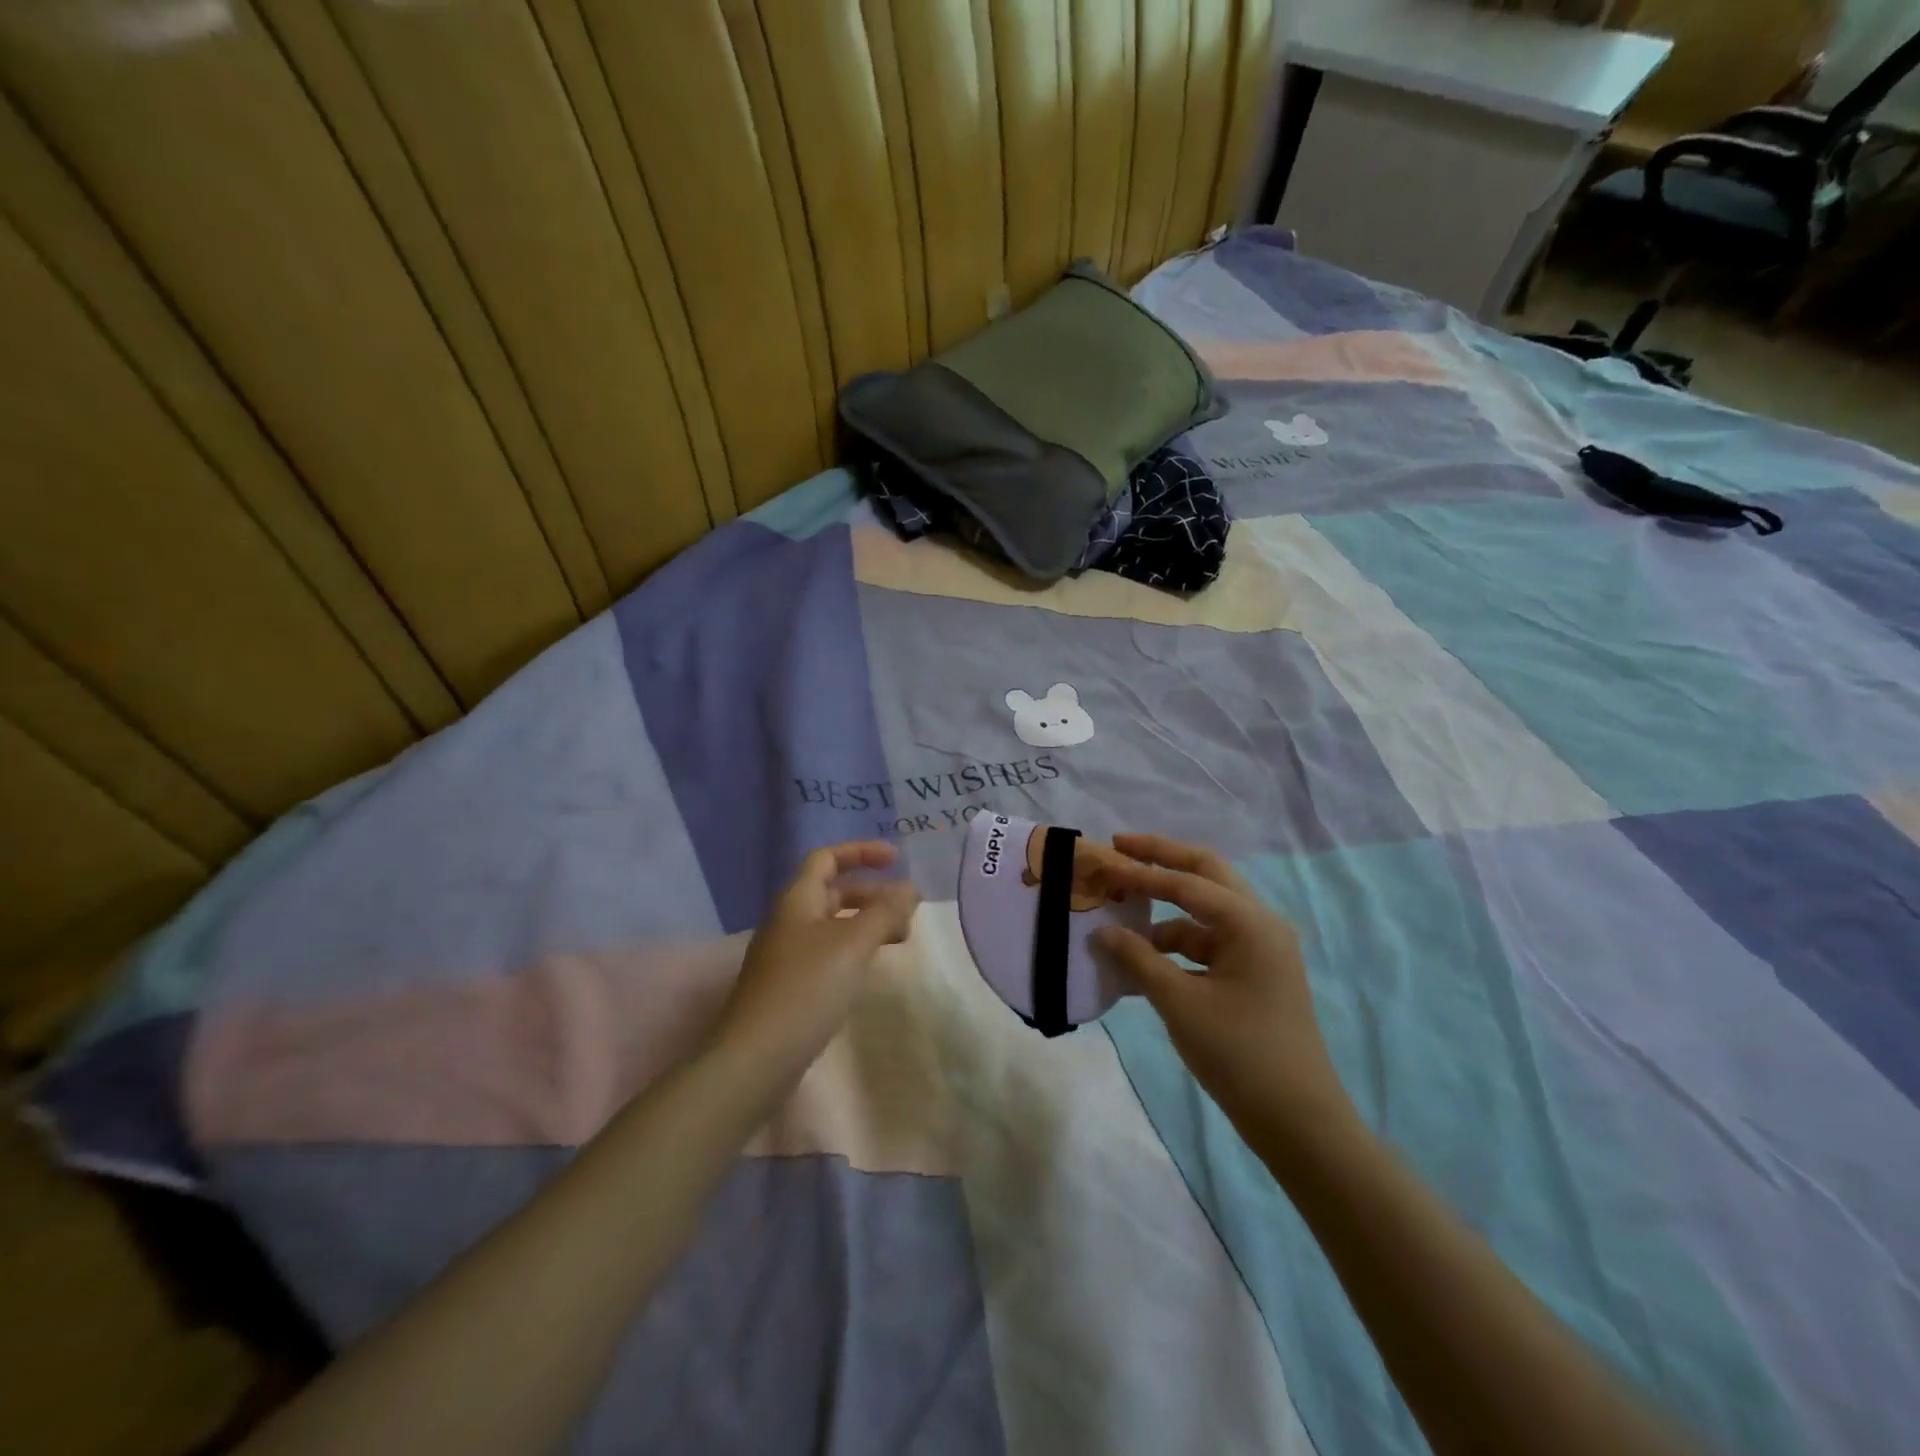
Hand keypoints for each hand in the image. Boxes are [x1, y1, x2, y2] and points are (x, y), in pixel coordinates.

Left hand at [714, 842, 920, 1082]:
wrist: (756, 1058)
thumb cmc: (806, 988)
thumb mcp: (853, 944)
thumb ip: (885, 912)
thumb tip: (910, 889)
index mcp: (797, 900)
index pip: (827, 858)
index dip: (861, 852)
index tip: (897, 859)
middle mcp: (789, 920)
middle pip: (834, 891)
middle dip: (873, 893)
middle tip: (909, 910)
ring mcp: (787, 954)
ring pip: (834, 923)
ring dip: (868, 922)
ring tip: (901, 938)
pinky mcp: (791, 985)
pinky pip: (829, 951)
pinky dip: (855, 948)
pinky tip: (872, 966)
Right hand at [1092, 833, 1357, 1161]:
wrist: (1298, 1121)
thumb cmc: (1240, 1053)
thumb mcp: (1180, 1003)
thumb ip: (1138, 960)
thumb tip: (1102, 932)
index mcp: (1250, 923)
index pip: (1187, 882)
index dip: (1142, 871)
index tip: (1105, 859)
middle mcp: (1259, 925)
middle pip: (1206, 876)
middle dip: (1163, 860)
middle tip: (1121, 849)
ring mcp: (1259, 950)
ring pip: (1205, 913)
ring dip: (1165, 912)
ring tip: (1121, 918)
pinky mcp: (1254, 975)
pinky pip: (1208, 945)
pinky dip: (1176, 947)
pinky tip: (1144, 962)